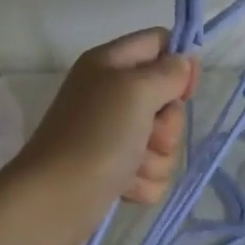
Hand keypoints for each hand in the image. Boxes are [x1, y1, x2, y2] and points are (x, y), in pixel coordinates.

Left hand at [9, 27, 197, 244]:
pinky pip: (154, 172)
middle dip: (169, 124)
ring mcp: (115, 136)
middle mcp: (113, 96)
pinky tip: (124, 186)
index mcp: (111, 64)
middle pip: (169, 100)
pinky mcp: (118, 170)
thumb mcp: (136, 90)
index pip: (160, 44)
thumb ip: (167, 72)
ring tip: (131, 167)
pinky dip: (144, 181)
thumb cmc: (96, 136)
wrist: (57, 200)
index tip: (186, 90)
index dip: (181, 64)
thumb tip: (184, 65)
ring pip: (165, 142)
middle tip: (149, 135)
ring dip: (157, 158)